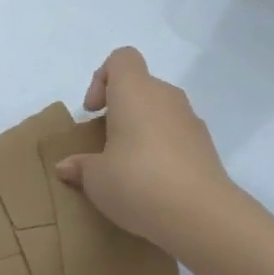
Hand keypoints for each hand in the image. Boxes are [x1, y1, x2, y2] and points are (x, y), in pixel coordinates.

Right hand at [54, 46, 233, 258]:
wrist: (201, 215)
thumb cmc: (138, 182)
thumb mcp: (96, 179)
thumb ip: (80, 167)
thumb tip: (67, 166)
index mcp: (134, 91)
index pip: (121, 59)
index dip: (102, 78)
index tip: (94, 112)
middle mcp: (165, 96)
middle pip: (140, 86)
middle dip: (121, 109)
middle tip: (107, 143)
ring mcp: (190, 119)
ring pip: (160, 110)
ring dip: (143, 129)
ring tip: (130, 166)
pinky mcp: (207, 145)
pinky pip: (177, 134)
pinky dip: (164, 148)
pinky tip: (155, 182)